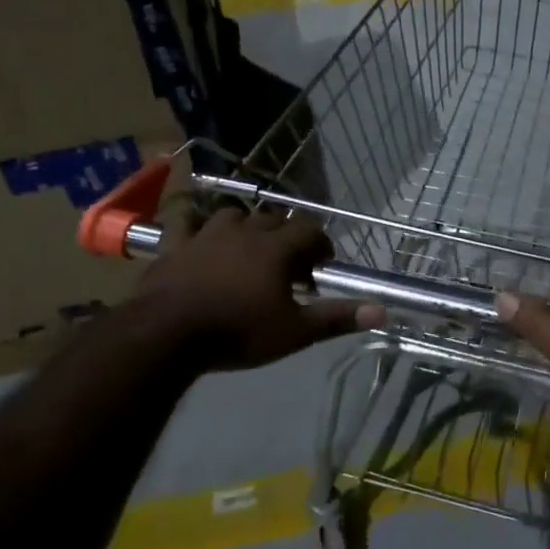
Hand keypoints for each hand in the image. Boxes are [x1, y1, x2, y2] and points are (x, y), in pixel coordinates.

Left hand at [144, 206, 384, 370]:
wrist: (167, 334)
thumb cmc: (238, 332)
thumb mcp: (294, 332)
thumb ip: (336, 317)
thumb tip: (383, 311)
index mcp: (276, 248)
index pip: (310, 230)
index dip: (321, 244)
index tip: (322, 265)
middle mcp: (245, 231)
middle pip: (274, 219)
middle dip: (287, 235)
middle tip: (289, 264)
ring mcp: (206, 234)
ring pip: (234, 214)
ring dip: (246, 225)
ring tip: (248, 248)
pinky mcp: (174, 245)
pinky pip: (186, 222)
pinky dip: (195, 225)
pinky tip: (197, 235)